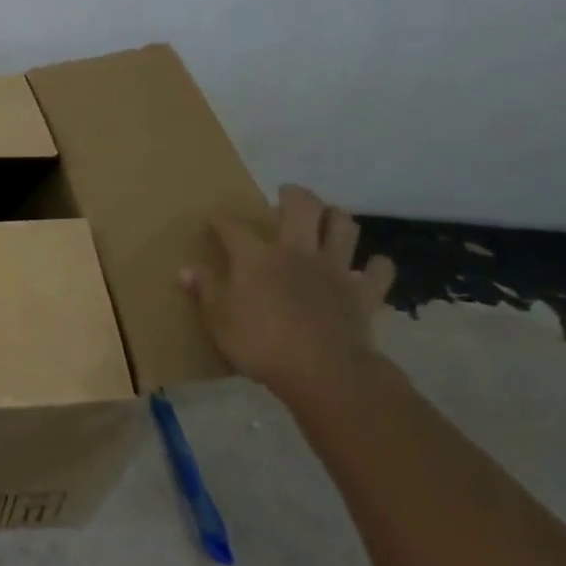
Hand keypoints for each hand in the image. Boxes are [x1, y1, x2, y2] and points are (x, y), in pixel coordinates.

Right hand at [180, 185, 395, 398]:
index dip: (221, 221)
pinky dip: (376, 266)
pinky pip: (379, 271)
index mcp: (257, 258)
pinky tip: (369, 267)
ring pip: (344, 227)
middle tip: (287, 194)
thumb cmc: (260, 345)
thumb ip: (205, 292)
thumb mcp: (219, 321)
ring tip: (330, 218)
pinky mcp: (364, 292)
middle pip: (302, 208)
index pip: (233, 229)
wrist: (322, 371)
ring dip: (337, 218)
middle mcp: (297, 252)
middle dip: (293, 195)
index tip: (214, 219)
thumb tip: (186, 270)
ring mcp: (334, 269)